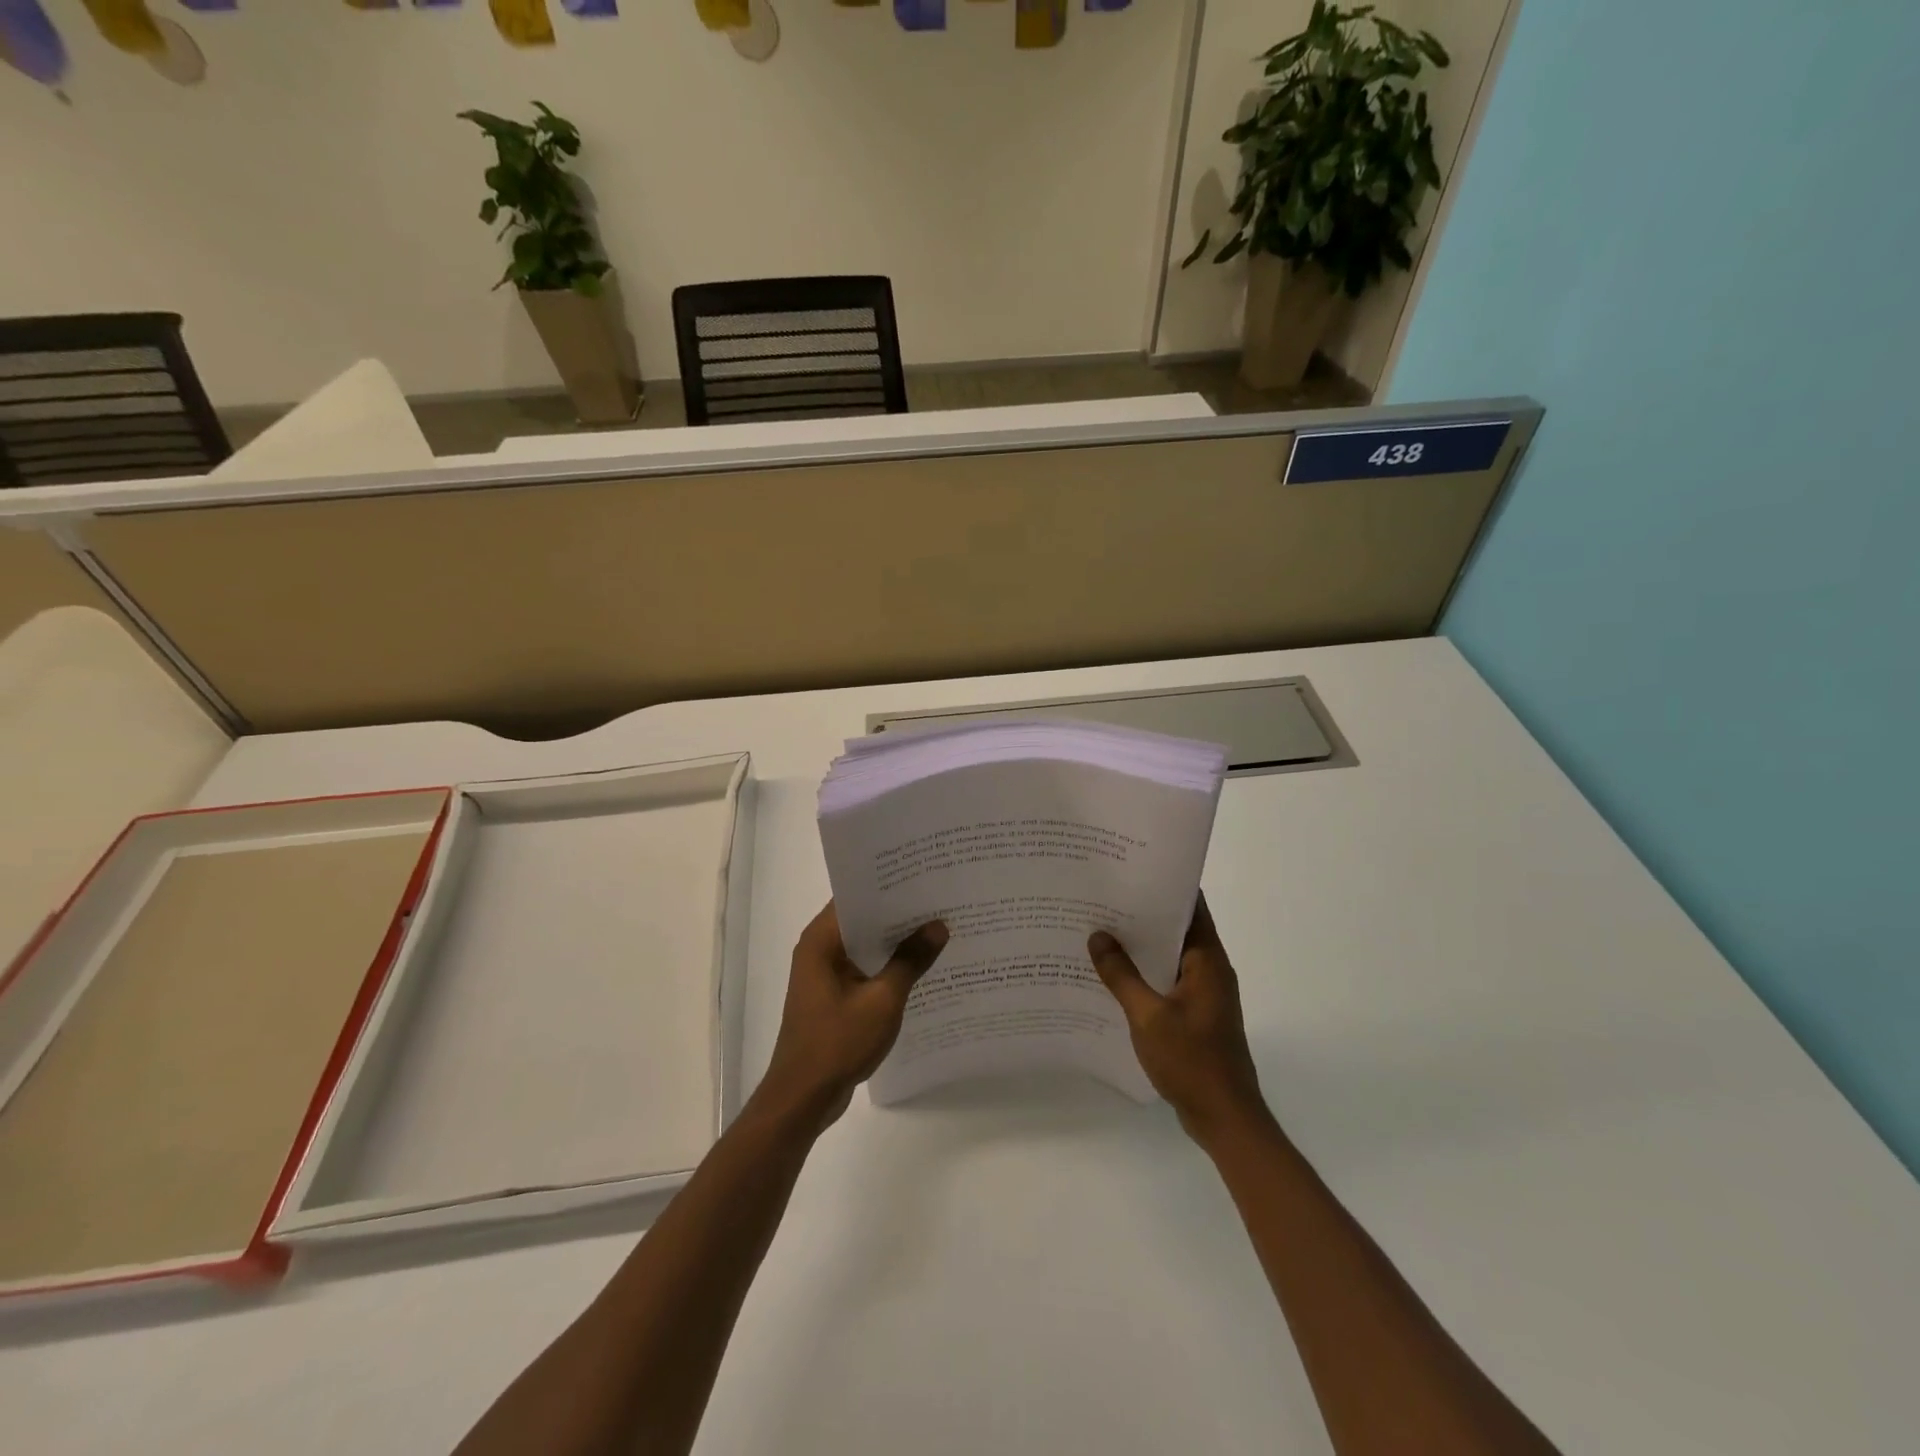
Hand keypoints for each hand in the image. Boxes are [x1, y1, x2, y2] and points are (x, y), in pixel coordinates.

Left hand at [757, 902, 947, 1131]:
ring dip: (895, 940)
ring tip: (938, 926)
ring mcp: (825, 974)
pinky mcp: (833, 996)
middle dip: (898, 912)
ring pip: (865, 944)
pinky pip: (864, 968)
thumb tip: (938, 926)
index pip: (856, 896)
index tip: (923, 875)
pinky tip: (921, 966)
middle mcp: (819, 949)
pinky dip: (887, 965)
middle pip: (862, 919)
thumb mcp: (883, 1000)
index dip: (888, 885)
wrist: (803, 1098)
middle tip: (940, 898)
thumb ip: (910, 960)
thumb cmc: (837, 1043)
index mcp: (821, 940)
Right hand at [1088, 895, 1269, 1145]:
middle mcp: (1210, 970)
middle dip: (1143, 914)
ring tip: (1100, 930)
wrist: (1225, 1118)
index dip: (1164, 885)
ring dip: (1141, 946)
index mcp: (1208, 961)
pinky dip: (1144, 974)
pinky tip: (1112, 976)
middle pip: (1177, 929)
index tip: (1131, 868)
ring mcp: (1204, 994)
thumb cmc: (1192, 1061)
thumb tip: (1098, 936)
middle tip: (1103, 897)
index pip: (1191, 907)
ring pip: (1169, 957)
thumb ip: (1122, 975)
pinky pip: (1166, 981)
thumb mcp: (1149, 1016)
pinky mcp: (1195, 1015)